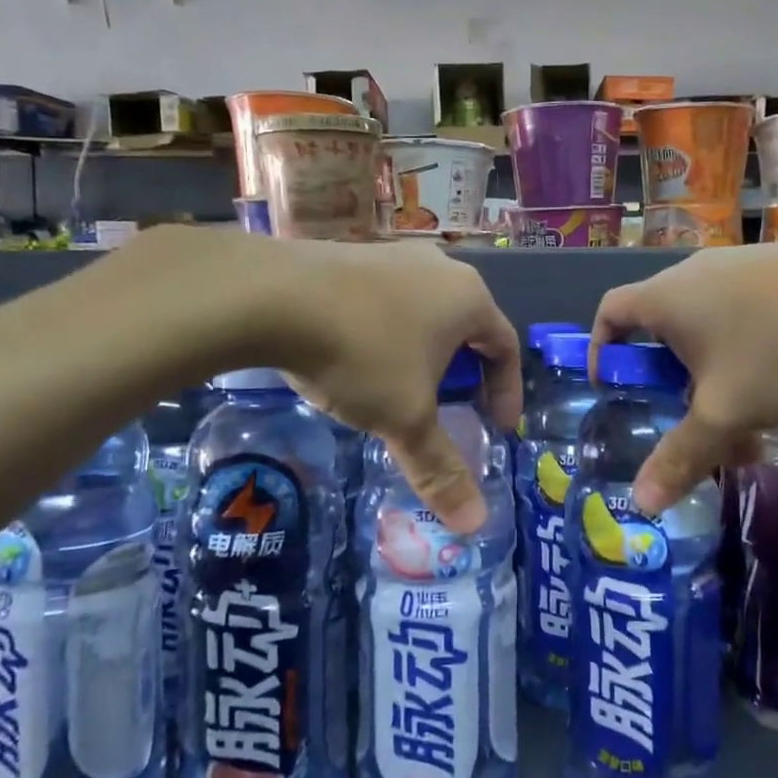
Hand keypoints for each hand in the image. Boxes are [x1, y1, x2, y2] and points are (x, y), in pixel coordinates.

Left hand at [256, 238, 520, 533]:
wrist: (270, 296)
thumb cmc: (361, 354)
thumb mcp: (405, 418)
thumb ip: (440, 468)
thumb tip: (474, 523)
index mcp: (468, 297)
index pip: (506, 346)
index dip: (507, 392)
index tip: (495, 428)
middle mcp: (438, 267)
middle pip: (466, 326)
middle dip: (464, 372)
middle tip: (451, 409)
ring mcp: (391, 254)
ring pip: (423, 311)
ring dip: (422, 353)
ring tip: (400, 388)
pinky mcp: (350, 255)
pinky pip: (384, 300)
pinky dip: (385, 334)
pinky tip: (355, 359)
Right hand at [590, 229, 777, 513]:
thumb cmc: (775, 347)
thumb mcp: (725, 412)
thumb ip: (682, 456)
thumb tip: (642, 503)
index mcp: (664, 298)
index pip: (610, 312)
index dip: (602, 349)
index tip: (615, 386)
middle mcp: (693, 273)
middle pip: (662, 325)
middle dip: (670, 375)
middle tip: (689, 414)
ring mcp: (739, 263)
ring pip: (708, 322)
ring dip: (714, 368)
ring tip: (745, 410)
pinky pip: (744, 309)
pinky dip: (746, 346)